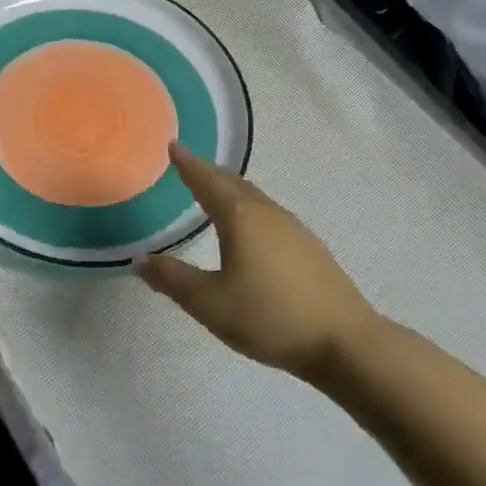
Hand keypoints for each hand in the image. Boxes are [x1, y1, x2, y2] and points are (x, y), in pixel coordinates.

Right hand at [138, 144, 376, 379]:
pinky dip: (249, 207)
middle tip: (189, 166)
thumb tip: (142, 261)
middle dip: (209, 173)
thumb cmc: (270, 317)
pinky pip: (269, 213)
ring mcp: (293, 227)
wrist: (343, 340)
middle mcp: (267, 213)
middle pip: (233, 183)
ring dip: (231, 189)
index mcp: (240, 218)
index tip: (173, 146)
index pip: (207, 181)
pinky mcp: (309, 246)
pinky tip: (250, 228)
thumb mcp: (210, 304)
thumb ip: (174, 280)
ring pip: (254, 197)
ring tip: (214, 193)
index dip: (188, 164)